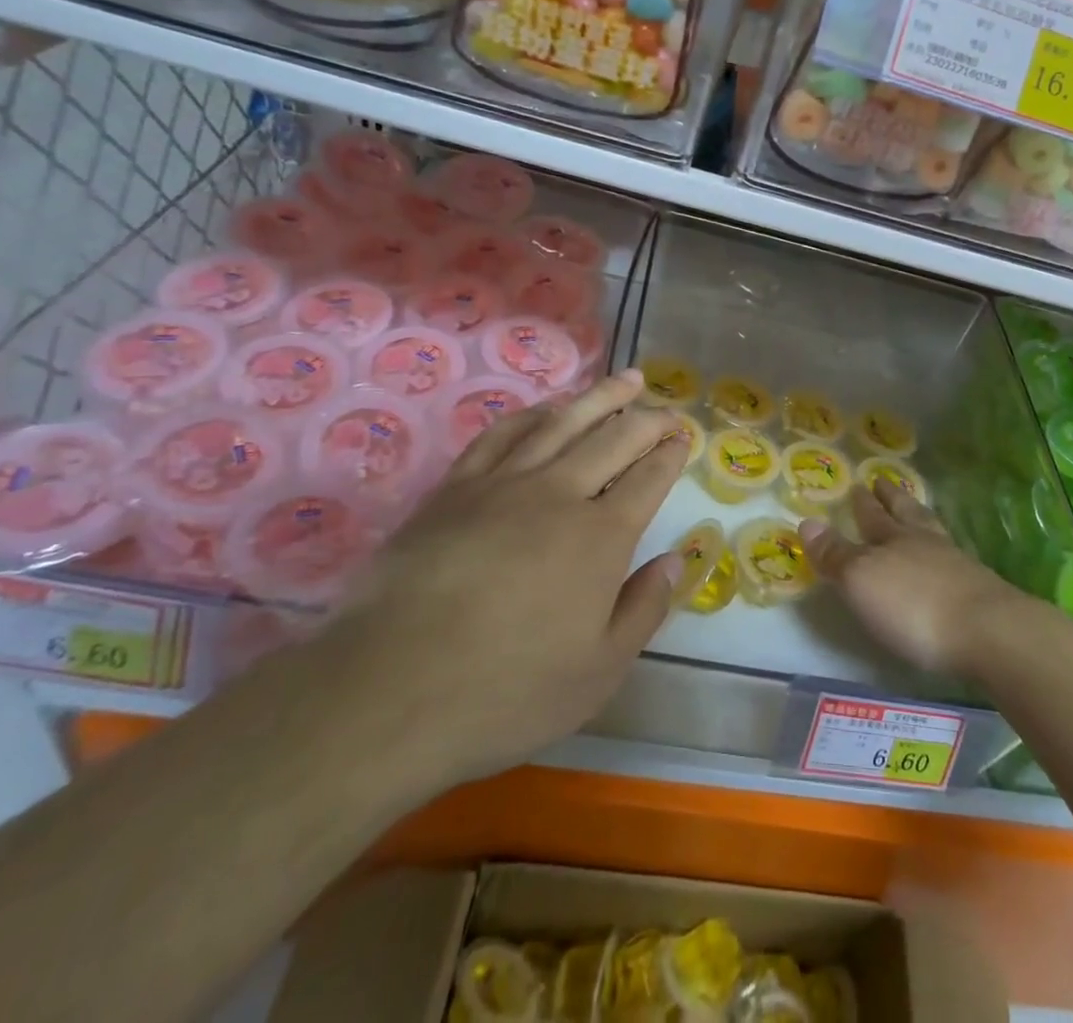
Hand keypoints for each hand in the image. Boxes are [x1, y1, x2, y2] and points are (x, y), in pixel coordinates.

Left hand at [310, 371, 688, 802]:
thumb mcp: (598, 672)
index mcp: (601, 537)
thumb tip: (676, 560)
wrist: (388, 690)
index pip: (648, 479)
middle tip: (668, 409)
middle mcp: (558, 495)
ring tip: (626, 380)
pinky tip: (547, 408)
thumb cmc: (506, 691)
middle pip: (614, 438)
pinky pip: (502, 434)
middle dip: (648, 419)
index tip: (684, 437)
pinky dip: (533, 413)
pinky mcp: (455, 488)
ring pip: (562, 422)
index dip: (671, 454)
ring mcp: (503, 484)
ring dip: (600, 397)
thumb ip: (644, 609)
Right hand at [800, 481, 1030, 679]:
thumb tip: (806, 522)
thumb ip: (836, 554)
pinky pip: (951, 559)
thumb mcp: (861, 580)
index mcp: (894, 538)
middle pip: (906, 514)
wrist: (988, 633)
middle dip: (891, 499)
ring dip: (919, 519)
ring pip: (931, 532)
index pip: (873, 515)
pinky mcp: (977, 591)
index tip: (859, 484)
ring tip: (914, 511)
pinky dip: (940, 552)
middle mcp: (925, 543)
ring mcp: (956, 565)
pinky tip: (942, 559)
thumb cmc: (913, 605)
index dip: (864, 502)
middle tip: (882, 482)